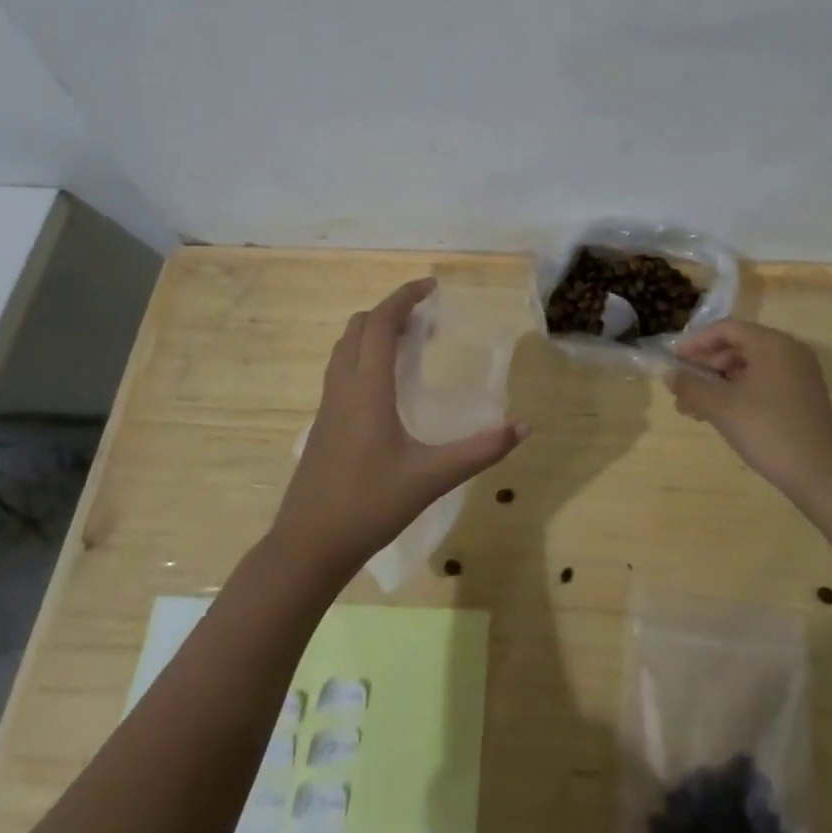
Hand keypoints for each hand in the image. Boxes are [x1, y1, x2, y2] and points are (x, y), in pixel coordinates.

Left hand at [272, 279, 529, 579]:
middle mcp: (342, 388)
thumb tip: (523, 427)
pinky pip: (341, 370)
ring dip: (373, 332)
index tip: (431, 286)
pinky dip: (363, 356)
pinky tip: (386, 385)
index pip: (379, 324)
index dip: (403, 297)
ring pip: (345, 348)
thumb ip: (480, 451)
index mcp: (366, 389)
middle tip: (425, 317)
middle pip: (358, 328)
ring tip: (409, 342)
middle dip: (389, 311)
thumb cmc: (369, 505)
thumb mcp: (431, 478)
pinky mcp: (323, 424)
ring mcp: (327, 406)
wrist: (308, 546)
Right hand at [672, 320, 831, 507]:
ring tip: (694, 407)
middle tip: (682, 385)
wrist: (821, 474)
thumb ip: (690, 386)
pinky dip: (739, 392)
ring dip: (719, 383)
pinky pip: (764, 382)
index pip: (726, 329)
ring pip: (749, 367)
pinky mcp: (803, 397)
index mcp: (772, 344)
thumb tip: (669, 374)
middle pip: (738, 346)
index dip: (696, 342)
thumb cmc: (768, 430)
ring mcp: (799, 375)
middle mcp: (789, 351)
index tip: (673, 359)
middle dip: (706, 365)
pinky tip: (720, 414)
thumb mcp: (721, 407)